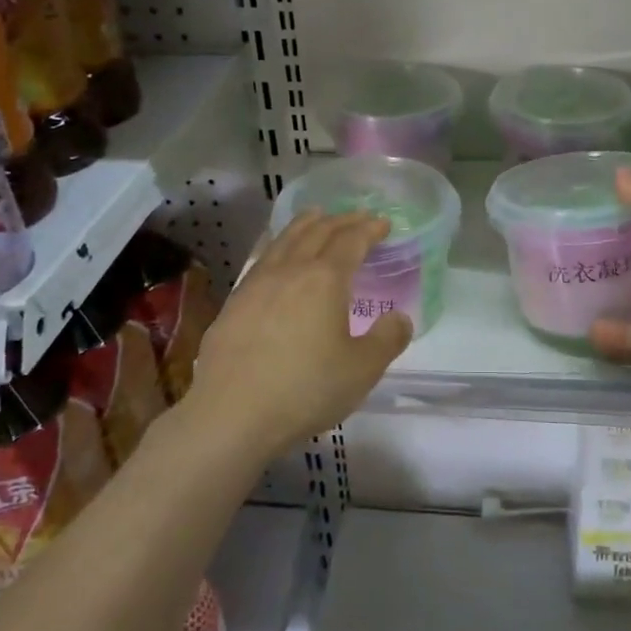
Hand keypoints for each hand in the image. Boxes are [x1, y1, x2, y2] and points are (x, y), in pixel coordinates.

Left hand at [182, 210, 411, 452]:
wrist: (232, 414)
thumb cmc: (305, 389)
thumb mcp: (361, 370)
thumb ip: (386, 340)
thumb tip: (399, 318)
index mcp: (324, 280)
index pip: (351, 241)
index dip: (369, 228)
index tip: (383, 223)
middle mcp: (290, 271)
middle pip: (317, 232)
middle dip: (341, 220)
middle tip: (357, 217)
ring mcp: (256, 284)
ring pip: (284, 240)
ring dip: (306, 224)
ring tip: (316, 216)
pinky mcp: (233, 303)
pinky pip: (263, 259)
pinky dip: (279, 245)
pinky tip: (277, 255)